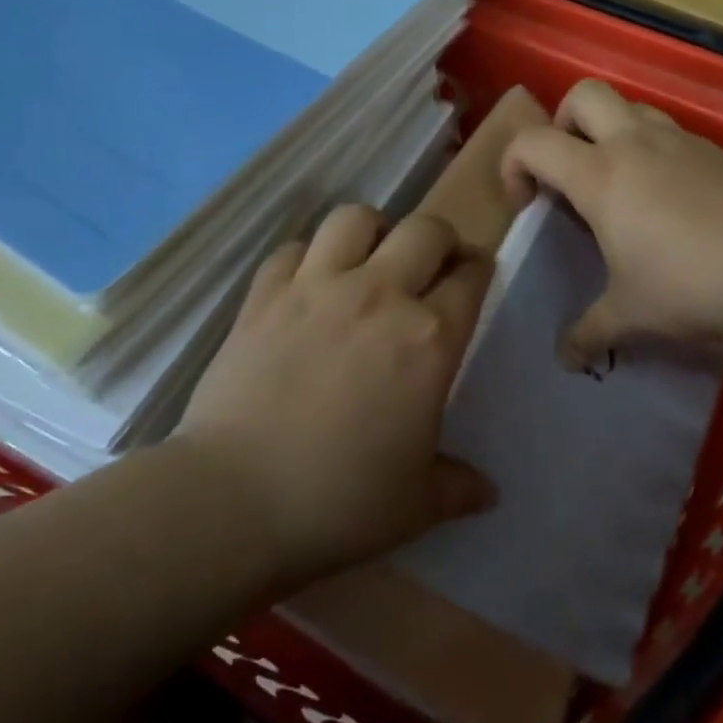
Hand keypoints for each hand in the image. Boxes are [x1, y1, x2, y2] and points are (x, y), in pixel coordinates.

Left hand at [174, 205, 495, 585]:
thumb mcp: (416, 503)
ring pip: (355, 219)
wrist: (234, 500)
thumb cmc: (339, 502)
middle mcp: (380, 295)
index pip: (470, 278)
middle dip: (440, 240)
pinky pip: (292, 249)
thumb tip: (489, 493)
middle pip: (425, 230)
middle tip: (433, 266)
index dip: (479, 271)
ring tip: (371, 260)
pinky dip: (308, 256)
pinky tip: (308, 284)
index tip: (475, 277)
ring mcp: (317, 288)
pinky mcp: (264, 296)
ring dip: (373, 231)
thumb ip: (459, 487)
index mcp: (429, 338)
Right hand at [502, 79, 722, 362]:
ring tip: (621, 183)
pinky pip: (671, 132)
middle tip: (571, 172)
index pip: (533, 143)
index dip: (514, 166)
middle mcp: (636, 143)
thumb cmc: (689, 286)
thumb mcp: (630, 315)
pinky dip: (655, 150)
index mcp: (600, 176)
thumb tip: (566, 360)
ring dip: (612, 131)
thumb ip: (589, 333)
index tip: (529, 205)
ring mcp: (681, 141)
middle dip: (564, 124)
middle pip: (583, 94)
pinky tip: (671, 199)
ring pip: (632, 106)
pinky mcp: (717, 151)